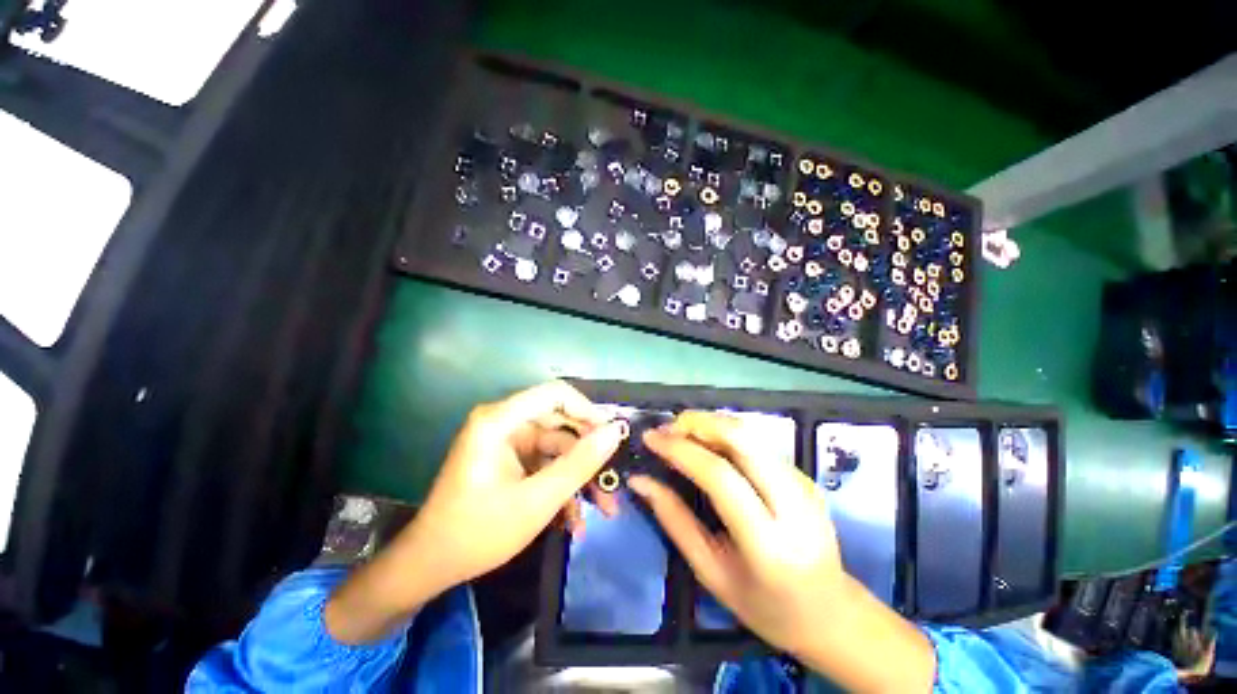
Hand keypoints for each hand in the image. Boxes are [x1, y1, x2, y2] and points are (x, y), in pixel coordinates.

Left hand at [403, 380, 627, 587]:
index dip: (588, 410)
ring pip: (558, 447)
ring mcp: (508, 442)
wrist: (431, 567)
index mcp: (500, 420)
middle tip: (613, 478)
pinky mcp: (511, 460)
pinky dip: (562, 485)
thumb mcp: (538, 500)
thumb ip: (580, 463)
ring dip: (579, 475)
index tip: (612, 436)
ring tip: (604, 507)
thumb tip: (615, 431)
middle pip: (560, 422)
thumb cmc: (479, 532)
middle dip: (588, 453)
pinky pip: (546, 462)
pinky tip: (574, 519)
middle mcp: (504, 422)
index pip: (556, 394)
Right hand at [630, 411, 844, 649]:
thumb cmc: (764, 606)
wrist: (830, 613)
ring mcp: (803, 484)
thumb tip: (639, 481)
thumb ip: (673, 520)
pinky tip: (706, 444)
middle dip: (697, 423)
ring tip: (680, 433)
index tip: (650, 438)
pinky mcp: (804, 474)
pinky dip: (725, 433)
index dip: (680, 449)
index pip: (720, 476)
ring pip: (750, 432)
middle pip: (741, 438)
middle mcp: (793, 503)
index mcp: (768, 542)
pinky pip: (757, 441)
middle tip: (666, 429)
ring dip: (710, 423)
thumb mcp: (710, 572)